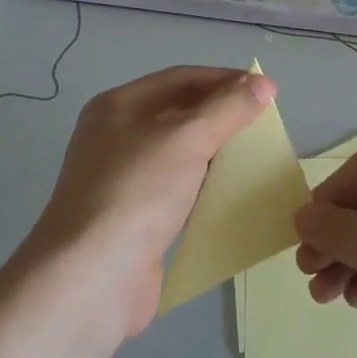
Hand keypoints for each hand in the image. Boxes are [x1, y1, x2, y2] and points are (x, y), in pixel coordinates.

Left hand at [30, 66, 275, 336]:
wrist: (90, 280)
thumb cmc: (137, 193)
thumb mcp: (188, 138)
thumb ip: (229, 108)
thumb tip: (263, 83)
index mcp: (119, 106)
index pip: (181, 78)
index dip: (224, 79)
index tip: (266, 89)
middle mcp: (116, 137)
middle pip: (179, 113)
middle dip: (222, 115)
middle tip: (265, 122)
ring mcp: (123, 180)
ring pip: (180, 154)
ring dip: (216, 152)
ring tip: (256, 155)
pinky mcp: (134, 219)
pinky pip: (178, 191)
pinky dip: (205, 188)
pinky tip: (232, 193)